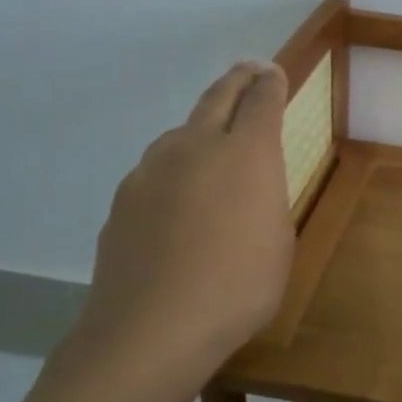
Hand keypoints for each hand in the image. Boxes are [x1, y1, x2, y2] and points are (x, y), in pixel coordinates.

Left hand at [69, 60, 294, 388]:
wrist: (150, 330)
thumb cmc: (238, 287)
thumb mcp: (278, 241)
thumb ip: (265, 198)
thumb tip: (248, 185)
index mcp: (245, 153)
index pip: (261, 100)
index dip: (270, 83)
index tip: (273, 72)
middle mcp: (195, 147)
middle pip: (217, 98)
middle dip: (238, 81)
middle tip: (249, 71)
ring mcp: (151, 171)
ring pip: (180, 133)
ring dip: (200, 128)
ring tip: (211, 144)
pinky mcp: (123, 200)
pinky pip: (156, 170)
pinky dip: (173, 170)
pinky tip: (176, 202)